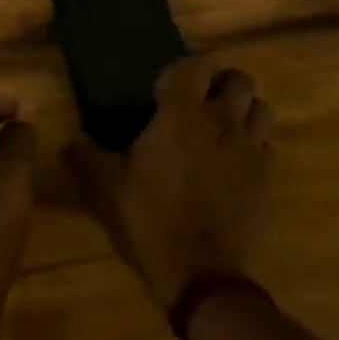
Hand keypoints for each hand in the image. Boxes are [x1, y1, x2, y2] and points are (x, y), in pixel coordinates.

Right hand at [69, 57, 271, 309]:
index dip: (185, 68)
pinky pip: (267, 145)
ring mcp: (250, 149)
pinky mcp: (267, 178)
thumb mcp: (107, 190)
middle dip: (222, 83)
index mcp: (183, 114)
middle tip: (201, 101)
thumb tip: (71, 143)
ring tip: (224, 126)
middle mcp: (222, 121)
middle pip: (240, 79)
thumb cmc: (151, 221)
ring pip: (261, 108)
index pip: (198, 64)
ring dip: (245, 110)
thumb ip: (88, 159)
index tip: (167, 87)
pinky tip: (236, 161)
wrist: (202, 276)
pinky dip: (255, 144)